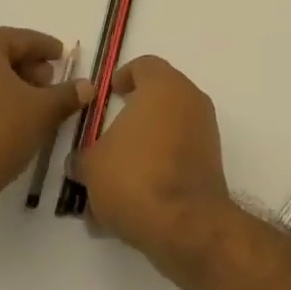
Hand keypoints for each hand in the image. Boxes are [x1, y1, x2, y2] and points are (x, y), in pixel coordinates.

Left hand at [0, 28, 80, 225]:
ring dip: (6, 84)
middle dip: (27, 67)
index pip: (22, 38)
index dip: (47, 49)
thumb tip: (87, 86)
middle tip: (48, 86)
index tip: (62, 58)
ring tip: (28, 107)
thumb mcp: (41, 112)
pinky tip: (2, 119)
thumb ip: (66, 94)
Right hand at [74, 55, 232, 262]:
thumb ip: (83, 156)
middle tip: (105, 139)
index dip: (123, 76)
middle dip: (130, 119)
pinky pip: (177, 158)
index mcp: (164, 86)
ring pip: (166, 133)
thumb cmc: (134, 177)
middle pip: (157, 99)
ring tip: (111, 183)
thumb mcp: (92, 165)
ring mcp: (205, 132)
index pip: (145, 65)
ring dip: (141, 151)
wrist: (185, 223)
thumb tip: (79, 161)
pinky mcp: (211, 163)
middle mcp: (190, 101)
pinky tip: (130, 204)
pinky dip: (156, 171)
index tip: (108, 94)